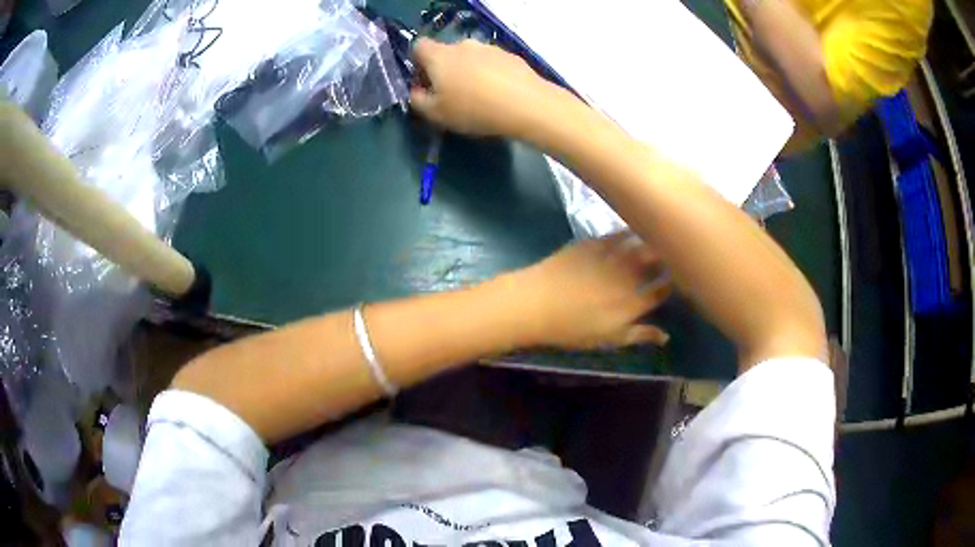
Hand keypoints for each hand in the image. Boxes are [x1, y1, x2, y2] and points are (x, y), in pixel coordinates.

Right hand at [409, 38, 555, 137]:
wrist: (526, 105)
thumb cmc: (473, 109)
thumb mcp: (435, 114)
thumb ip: (418, 101)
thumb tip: (416, 91)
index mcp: (439, 55)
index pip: (419, 46)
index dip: (418, 64)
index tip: (425, 84)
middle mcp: (463, 45)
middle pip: (446, 53)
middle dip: (445, 71)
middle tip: (452, 96)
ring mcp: (490, 48)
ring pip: (470, 58)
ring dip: (469, 73)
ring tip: (479, 98)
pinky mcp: (511, 56)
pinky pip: (492, 64)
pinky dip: (490, 75)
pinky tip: (499, 96)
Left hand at [508, 233, 671, 349]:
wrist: (536, 303)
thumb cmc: (572, 328)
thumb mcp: (608, 339)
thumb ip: (639, 335)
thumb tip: (666, 336)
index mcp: (634, 303)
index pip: (662, 290)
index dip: (673, 283)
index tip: (678, 278)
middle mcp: (629, 277)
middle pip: (657, 262)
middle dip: (667, 257)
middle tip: (671, 253)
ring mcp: (612, 257)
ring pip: (641, 244)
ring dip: (652, 240)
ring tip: (658, 237)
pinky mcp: (594, 242)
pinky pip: (618, 234)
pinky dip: (629, 232)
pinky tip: (633, 229)